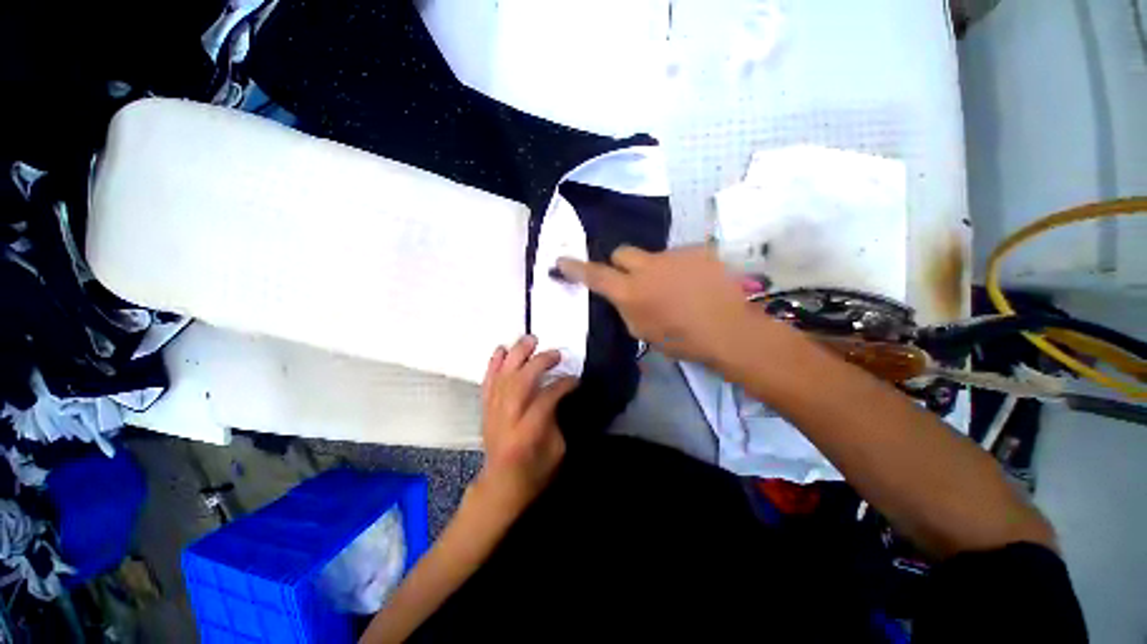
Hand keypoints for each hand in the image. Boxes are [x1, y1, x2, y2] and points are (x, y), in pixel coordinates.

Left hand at [473, 335, 577, 516]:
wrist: (499, 487)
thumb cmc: (533, 473)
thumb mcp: (556, 452)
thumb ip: (556, 419)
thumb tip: (557, 394)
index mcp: (527, 433)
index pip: (545, 399)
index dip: (562, 385)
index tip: (575, 378)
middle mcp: (506, 419)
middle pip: (520, 382)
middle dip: (538, 362)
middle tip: (555, 353)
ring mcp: (492, 412)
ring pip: (503, 377)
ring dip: (516, 355)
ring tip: (530, 339)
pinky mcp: (485, 409)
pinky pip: (488, 382)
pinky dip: (494, 364)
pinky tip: (501, 349)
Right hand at [556, 246, 759, 364]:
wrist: (729, 330)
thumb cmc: (682, 340)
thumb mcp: (642, 332)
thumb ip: (626, 308)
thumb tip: (622, 295)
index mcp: (631, 292)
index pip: (595, 275)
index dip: (576, 268)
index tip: (562, 261)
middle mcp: (647, 267)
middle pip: (622, 252)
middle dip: (620, 264)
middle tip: (632, 280)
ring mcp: (674, 255)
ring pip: (653, 256)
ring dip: (655, 270)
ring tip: (676, 289)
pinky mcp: (697, 251)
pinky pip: (679, 257)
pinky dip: (680, 269)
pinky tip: (695, 285)